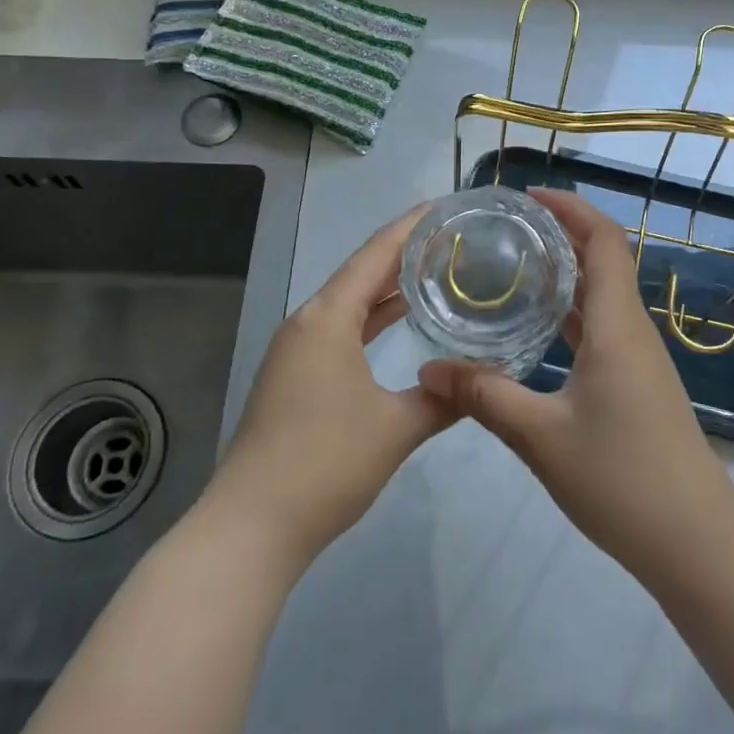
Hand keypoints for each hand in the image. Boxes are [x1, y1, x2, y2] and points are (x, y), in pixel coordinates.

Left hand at [205, 205, 456, 569]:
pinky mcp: (294, 377)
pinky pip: (340, 329)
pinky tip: (398, 323)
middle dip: (404, 253)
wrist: (251, 527)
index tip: (445, 206)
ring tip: (434, 270)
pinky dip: (371, 320)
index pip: (376, 254)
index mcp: (327, 318)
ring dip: (388, 287)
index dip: (411, 226)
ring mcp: (296, 350)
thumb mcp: (396, 428)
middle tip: (451, 238)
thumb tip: (482, 379)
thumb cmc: (325, 464)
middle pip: (361, 273)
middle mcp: (308, 322)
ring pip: (350, 303)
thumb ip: (443, 398)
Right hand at [418, 189, 733, 581]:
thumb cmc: (623, 479)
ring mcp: (637, 357)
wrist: (696, 542)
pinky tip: (535, 326)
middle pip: (603, 259)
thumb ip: (483, 397)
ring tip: (512, 266)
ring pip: (601, 294)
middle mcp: (632, 329)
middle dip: (560, 233)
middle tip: (506, 228)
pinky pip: (602, 326)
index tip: (528, 197)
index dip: (571, 207)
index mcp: (617, 325)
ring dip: (565, 272)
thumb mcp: (541, 437)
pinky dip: (571, 311)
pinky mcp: (635, 381)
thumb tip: (427, 369)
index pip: (604, 239)